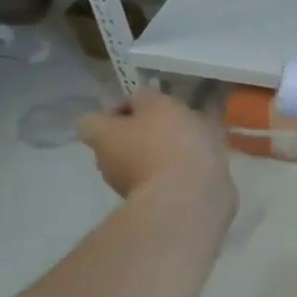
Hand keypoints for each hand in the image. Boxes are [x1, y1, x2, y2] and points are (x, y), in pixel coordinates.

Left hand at [78, 85, 235, 214]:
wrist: (190, 197)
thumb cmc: (168, 143)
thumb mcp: (159, 105)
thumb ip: (146, 96)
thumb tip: (138, 98)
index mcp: (103, 137)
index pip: (91, 119)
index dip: (114, 109)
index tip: (141, 105)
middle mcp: (109, 163)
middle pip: (120, 140)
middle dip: (144, 128)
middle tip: (173, 117)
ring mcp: (132, 185)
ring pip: (145, 157)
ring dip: (165, 147)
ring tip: (197, 134)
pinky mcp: (159, 199)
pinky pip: (166, 173)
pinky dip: (180, 164)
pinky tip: (206, 153)